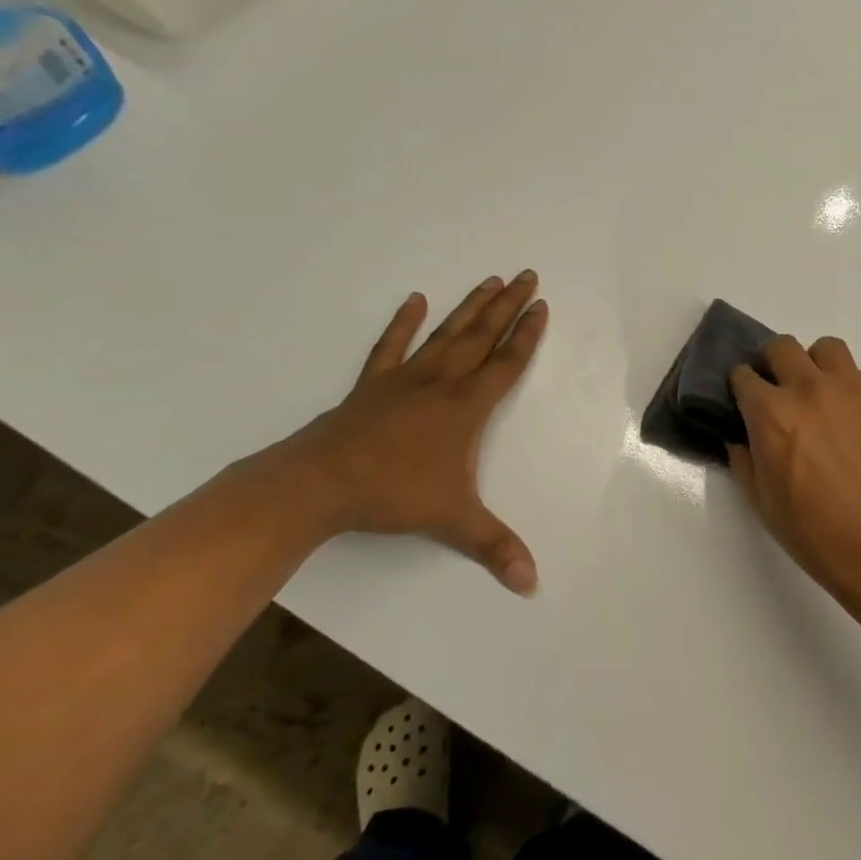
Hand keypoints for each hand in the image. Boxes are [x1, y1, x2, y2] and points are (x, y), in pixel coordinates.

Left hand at [279, 272, 548, 593]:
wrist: (318, 484)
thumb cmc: (392, 494)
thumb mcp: (452, 521)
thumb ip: (494, 547)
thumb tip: (531, 583)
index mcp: (465, 407)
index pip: (506, 363)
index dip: (527, 335)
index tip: (542, 306)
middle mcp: (440, 383)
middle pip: (481, 336)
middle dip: (507, 306)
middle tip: (527, 275)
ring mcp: (404, 380)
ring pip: (445, 334)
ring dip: (470, 307)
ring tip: (490, 279)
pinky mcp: (372, 386)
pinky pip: (391, 347)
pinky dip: (404, 323)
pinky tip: (415, 300)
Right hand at [727, 335, 860, 599]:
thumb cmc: (812, 529)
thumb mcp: (760, 500)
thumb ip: (744, 460)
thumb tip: (741, 439)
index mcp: (770, 413)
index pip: (743, 375)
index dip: (740, 385)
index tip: (743, 398)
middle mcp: (807, 388)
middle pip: (781, 347)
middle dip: (772, 363)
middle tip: (777, 389)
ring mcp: (848, 388)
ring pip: (825, 348)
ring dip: (814, 363)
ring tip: (817, 391)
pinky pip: (856, 373)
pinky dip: (845, 385)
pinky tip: (848, 415)